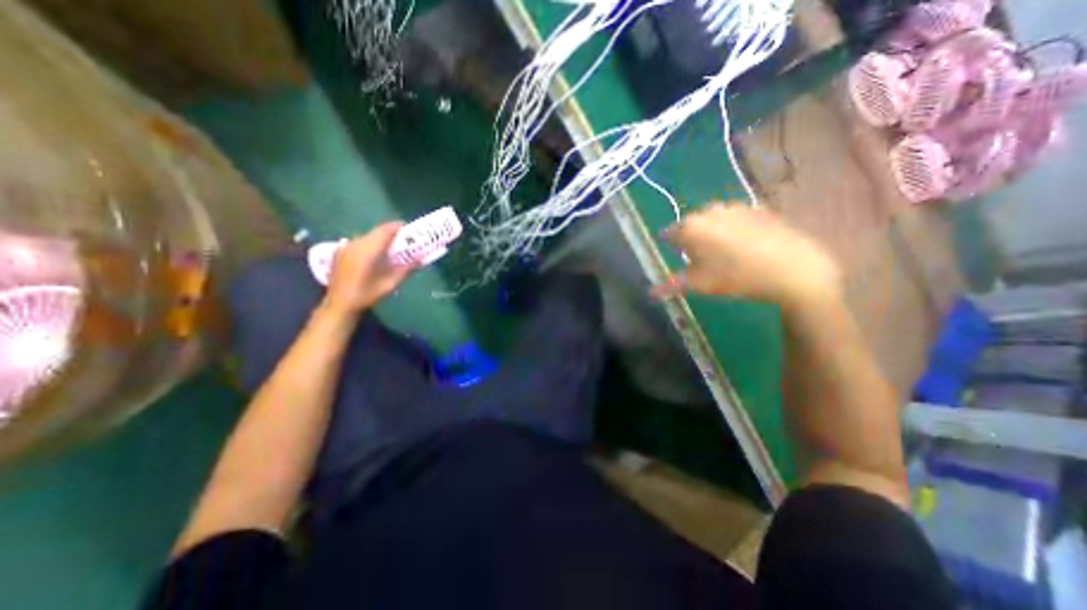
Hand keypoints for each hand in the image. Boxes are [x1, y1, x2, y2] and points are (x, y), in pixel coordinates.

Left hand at [323, 221, 411, 315]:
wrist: (340, 304)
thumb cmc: (367, 295)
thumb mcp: (391, 283)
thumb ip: (407, 268)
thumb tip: (421, 257)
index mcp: (369, 250)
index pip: (386, 230)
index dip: (398, 227)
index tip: (410, 230)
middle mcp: (356, 243)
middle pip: (377, 231)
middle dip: (391, 233)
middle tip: (404, 240)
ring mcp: (346, 247)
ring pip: (367, 236)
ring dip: (380, 238)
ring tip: (391, 248)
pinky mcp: (340, 252)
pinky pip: (359, 242)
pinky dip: (370, 244)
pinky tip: (374, 254)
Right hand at [648, 206, 843, 308]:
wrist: (793, 269)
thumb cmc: (736, 277)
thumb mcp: (700, 284)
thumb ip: (671, 285)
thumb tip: (650, 292)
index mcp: (691, 227)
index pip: (668, 234)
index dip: (670, 246)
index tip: (675, 256)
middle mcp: (709, 211)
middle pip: (691, 224)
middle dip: (691, 239)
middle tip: (700, 259)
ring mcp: (735, 206)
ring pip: (713, 219)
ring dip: (712, 232)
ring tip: (724, 252)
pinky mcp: (758, 208)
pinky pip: (735, 218)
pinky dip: (733, 228)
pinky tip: (745, 245)